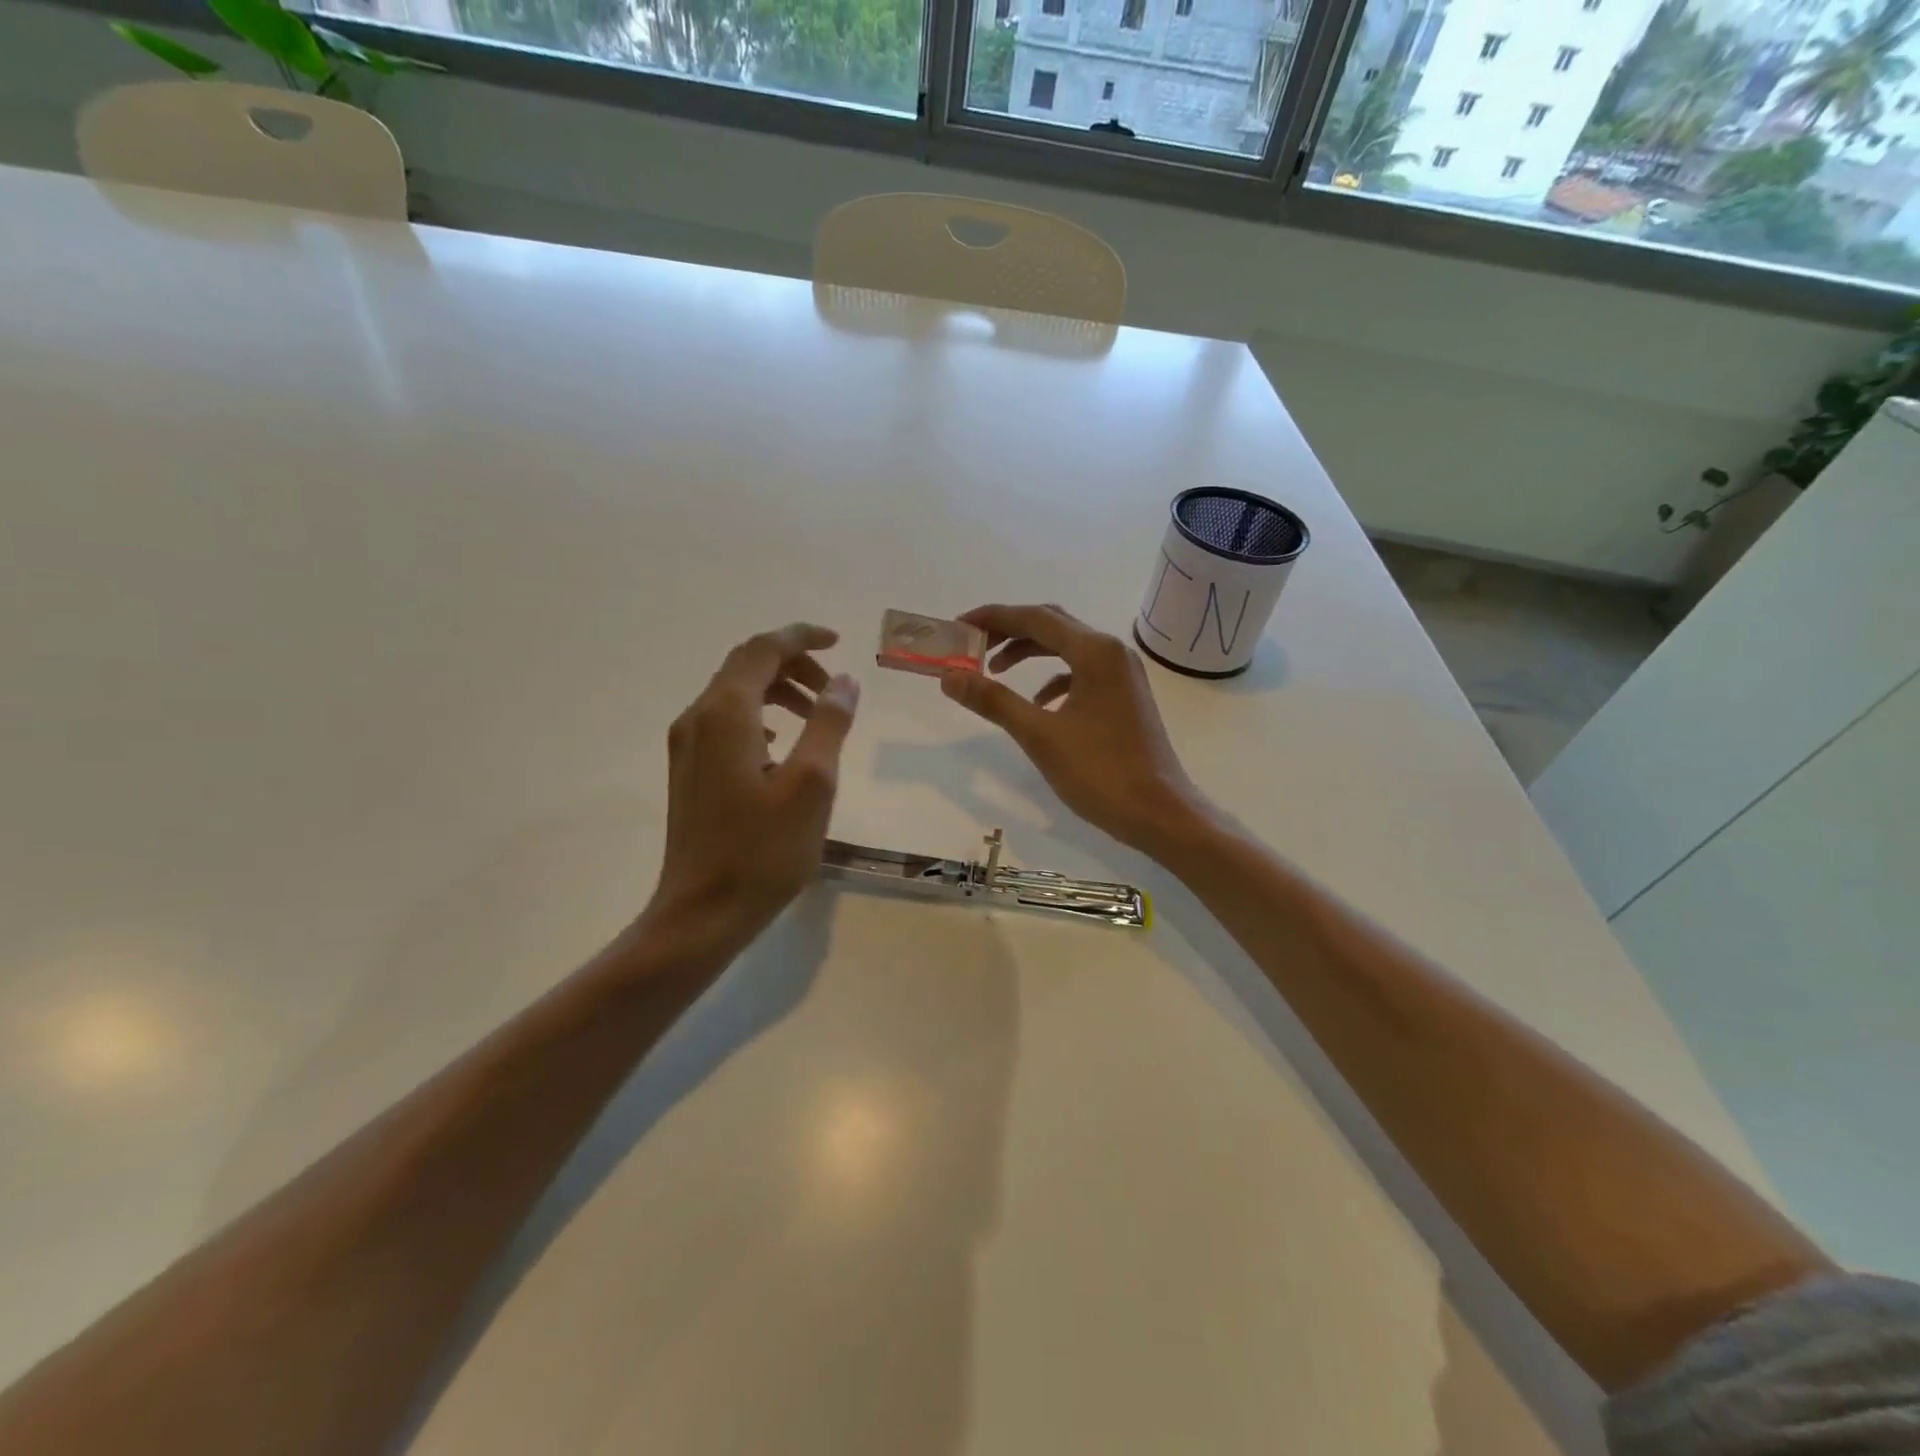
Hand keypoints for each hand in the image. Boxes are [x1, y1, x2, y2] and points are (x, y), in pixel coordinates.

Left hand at [642, 624, 859, 958]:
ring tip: (817, 716)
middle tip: (835, 690)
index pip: (763, 648)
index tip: (839, 642)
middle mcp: (698, 718)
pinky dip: (761, 716)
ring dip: (778, 690)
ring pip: (735, 694)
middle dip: (793, 664)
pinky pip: (727, 722)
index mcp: (727, 713)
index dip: (802, 636)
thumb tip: (845, 680)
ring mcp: (687, 745)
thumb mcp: (813, 783)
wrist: (701, 913)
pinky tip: (783, 746)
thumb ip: (829, 723)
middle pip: (746, 666)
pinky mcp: (689, 771)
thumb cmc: (763, 850)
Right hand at [940, 604, 1201, 855]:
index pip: (1035, 617)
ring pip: (1067, 649)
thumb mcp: (1040, 735)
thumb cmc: (1100, 772)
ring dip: (1030, 653)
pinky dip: (1053, 679)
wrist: (1159, 813)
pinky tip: (1037, 704)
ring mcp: (1123, 674)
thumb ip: (994, 701)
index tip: (959, 626)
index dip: (993, 618)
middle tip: (972, 647)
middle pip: (1052, 626)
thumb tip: (950, 678)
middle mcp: (1112, 652)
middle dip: (1009, 631)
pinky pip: (1082, 673)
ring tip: (994, 672)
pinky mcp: (1125, 696)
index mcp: (1095, 651)